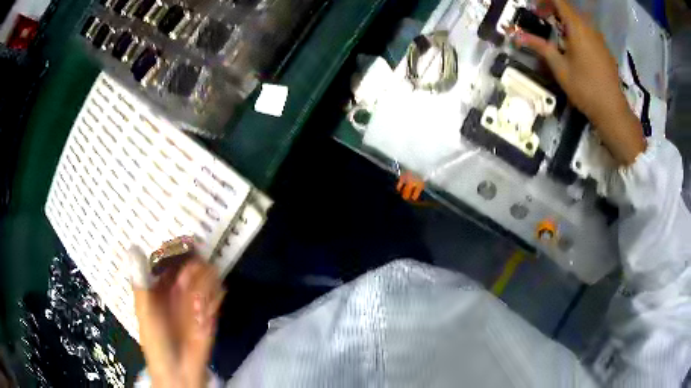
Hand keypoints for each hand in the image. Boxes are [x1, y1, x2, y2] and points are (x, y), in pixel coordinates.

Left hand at [129, 246, 224, 387]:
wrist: (178, 370)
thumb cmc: (155, 340)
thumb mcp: (144, 311)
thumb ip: (141, 283)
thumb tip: (133, 248)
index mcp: (158, 287)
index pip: (166, 260)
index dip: (172, 249)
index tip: (181, 238)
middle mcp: (177, 289)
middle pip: (188, 266)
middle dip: (193, 267)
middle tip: (194, 272)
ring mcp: (195, 300)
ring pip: (204, 278)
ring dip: (205, 283)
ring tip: (198, 302)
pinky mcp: (210, 313)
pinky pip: (216, 296)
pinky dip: (215, 297)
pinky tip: (206, 310)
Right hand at [513, 0, 645, 164]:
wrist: (612, 110)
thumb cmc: (585, 88)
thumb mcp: (560, 68)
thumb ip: (541, 47)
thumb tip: (517, 36)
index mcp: (577, 28)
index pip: (559, 2)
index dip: (545, 1)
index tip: (535, 9)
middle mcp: (590, 28)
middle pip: (569, 9)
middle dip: (553, 9)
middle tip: (541, 18)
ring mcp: (599, 39)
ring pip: (579, 20)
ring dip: (565, 20)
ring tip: (556, 33)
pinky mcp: (604, 49)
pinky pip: (588, 31)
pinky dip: (577, 31)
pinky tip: (574, 47)